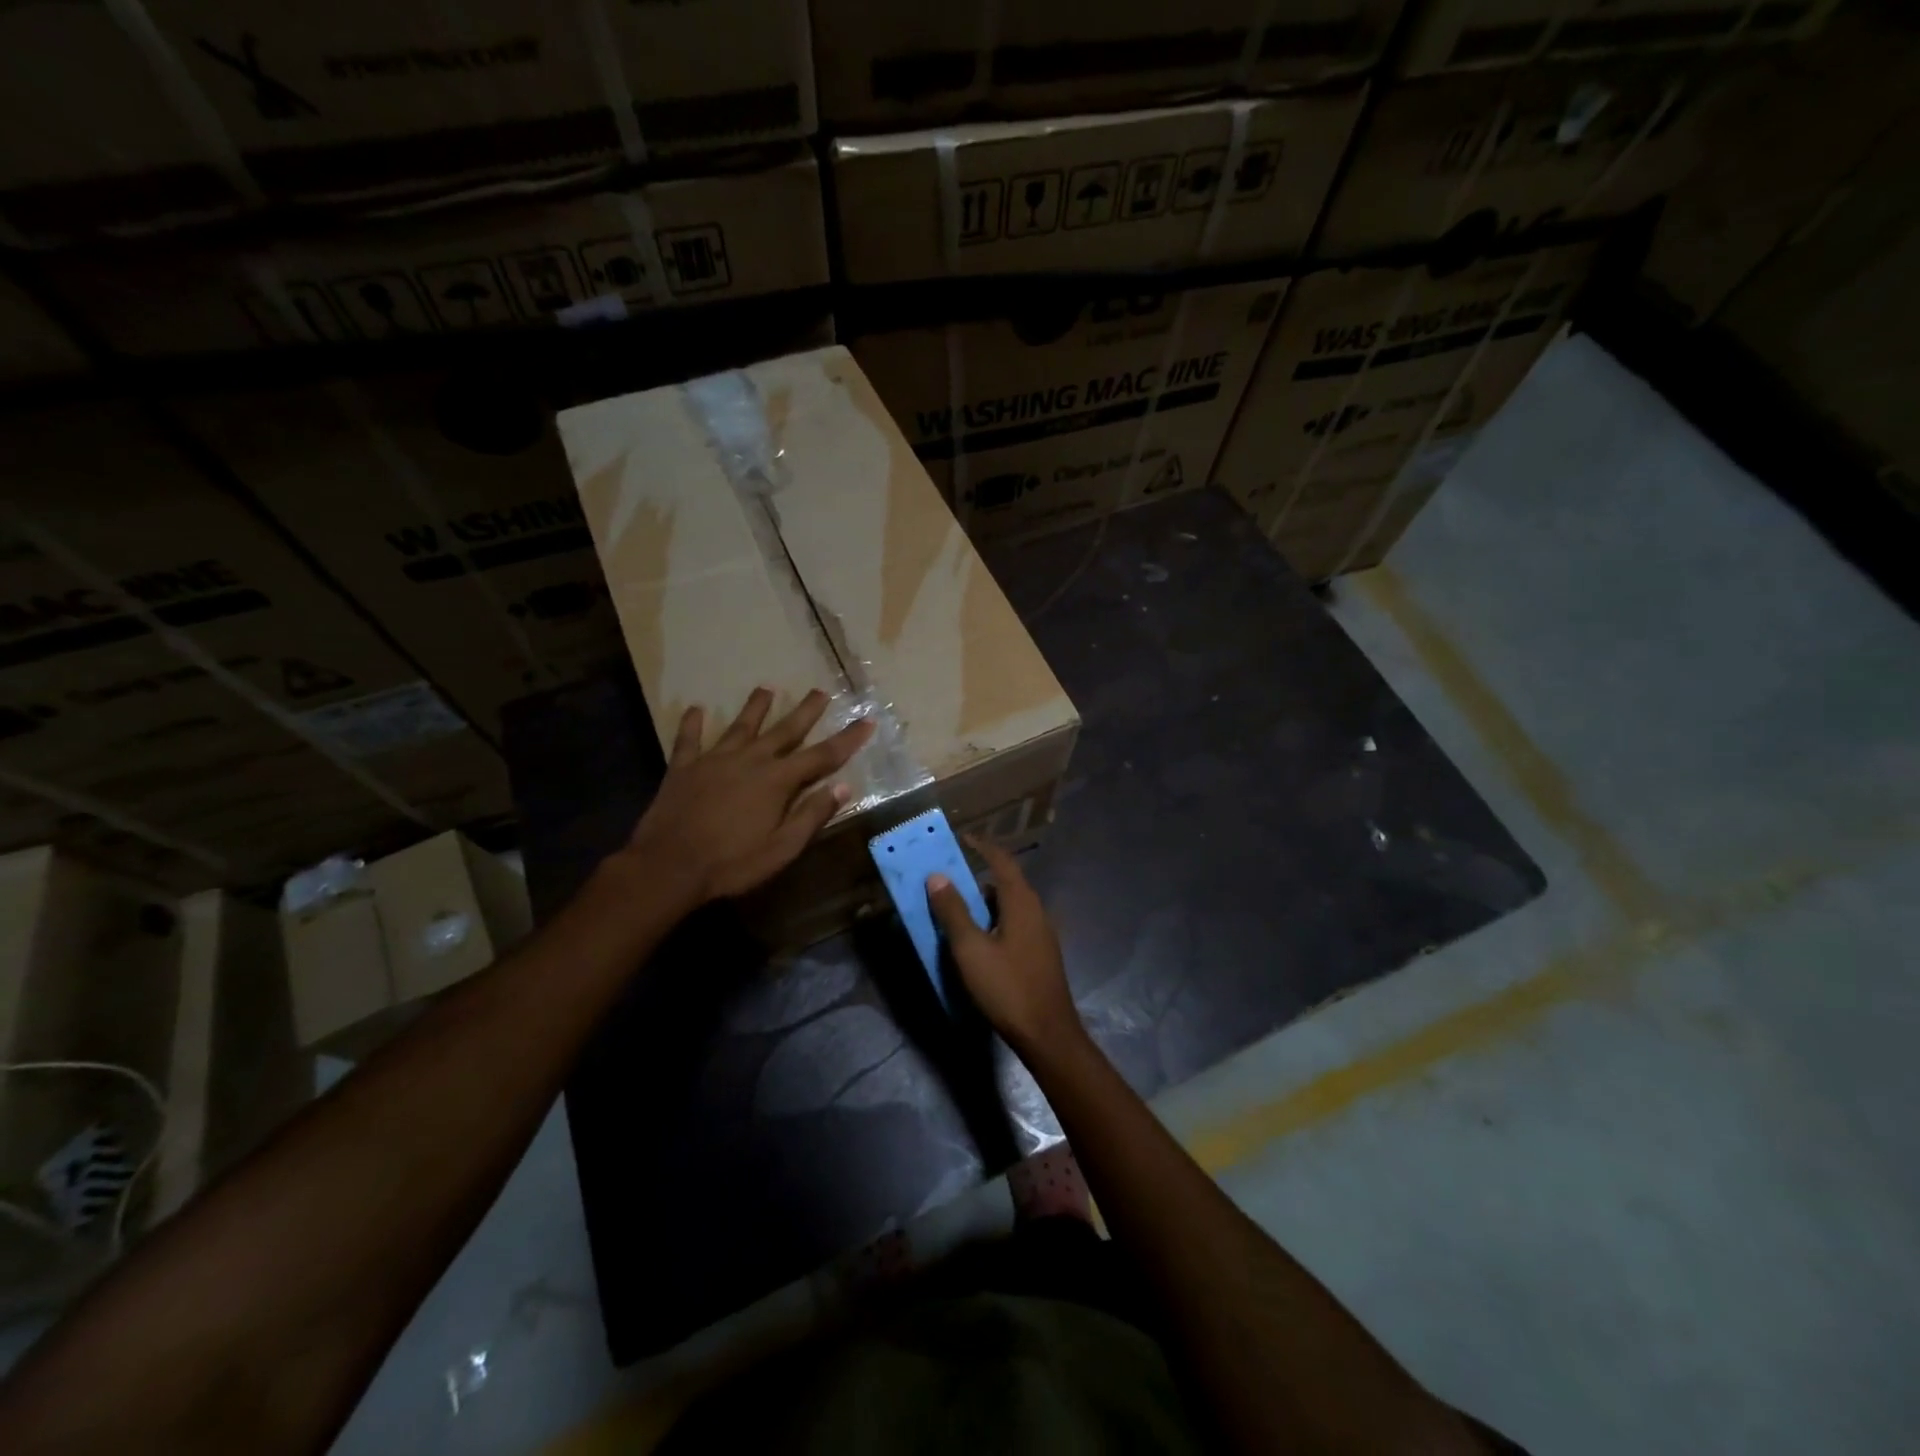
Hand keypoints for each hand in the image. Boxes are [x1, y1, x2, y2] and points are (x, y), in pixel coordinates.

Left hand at [625, 687, 873, 906]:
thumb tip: (843, 787)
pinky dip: (693, 724)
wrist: (667, 866)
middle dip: (806, 711)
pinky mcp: (683, 768)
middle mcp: (750, 760)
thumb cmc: (732, 863)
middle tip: (820, 691)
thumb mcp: (782, 848)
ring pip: (740, 727)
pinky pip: (689, 740)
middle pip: (784, 730)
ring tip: (766, 688)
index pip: (822, 756)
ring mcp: (714, 760)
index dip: (847, 739)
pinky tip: (695, 709)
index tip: (867, 721)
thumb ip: (812, 815)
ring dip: (755, 708)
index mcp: (777, 781)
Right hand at [927, 838, 1081, 1053]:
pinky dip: (993, 920)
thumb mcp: (971, 949)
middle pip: (1006, 882)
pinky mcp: (1040, 953)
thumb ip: (953, 911)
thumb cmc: (1007, 987)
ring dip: (984, 901)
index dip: (982, 846)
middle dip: (977, 876)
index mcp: (1022, 902)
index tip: (961, 839)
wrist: (1047, 1034)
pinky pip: (1014, 924)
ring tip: (956, 908)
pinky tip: (978, 940)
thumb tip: (937, 876)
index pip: (1002, 861)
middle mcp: (1036, 910)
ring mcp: (1041, 933)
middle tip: (948, 878)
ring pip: (1009, 906)